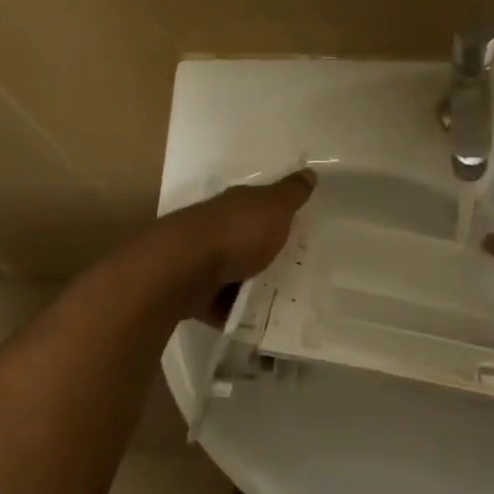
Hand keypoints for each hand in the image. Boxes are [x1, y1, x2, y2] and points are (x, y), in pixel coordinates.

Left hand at [163, 170, 315, 319]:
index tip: (300, 227)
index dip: (279, 213)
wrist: (184, 270)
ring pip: (234, 271)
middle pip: (247, 239)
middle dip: (267, 250)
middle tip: (299, 267)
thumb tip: (309, 171)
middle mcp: (218, 229)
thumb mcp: (273, 207)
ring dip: (252, 283)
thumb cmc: (236, 233)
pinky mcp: (196, 292)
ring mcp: (204, 261)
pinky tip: (259, 321)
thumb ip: (291, 193)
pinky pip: (223, 303)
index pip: (260, 204)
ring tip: (285, 299)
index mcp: (236, 206)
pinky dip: (237, 310)